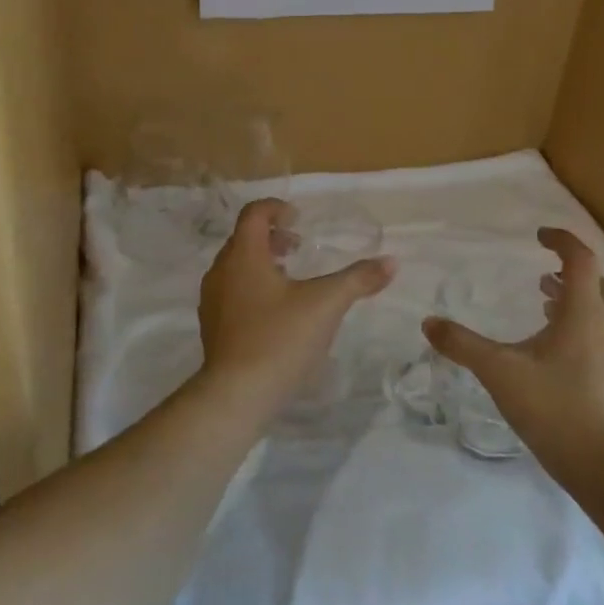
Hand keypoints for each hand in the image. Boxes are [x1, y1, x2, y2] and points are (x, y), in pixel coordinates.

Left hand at [198, 198, 395, 412]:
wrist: (237, 395)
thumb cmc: (280, 338)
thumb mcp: (326, 304)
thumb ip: (359, 279)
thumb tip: (391, 261)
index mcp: (244, 255)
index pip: (254, 214)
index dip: (276, 208)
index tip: (299, 218)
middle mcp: (221, 271)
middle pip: (244, 239)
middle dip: (272, 237)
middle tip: (299, 247)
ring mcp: (212, 300)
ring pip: (236, 267)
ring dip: (262, 263)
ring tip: (291, 279)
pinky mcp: (212, 327)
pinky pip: (232, 292)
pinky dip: (253, 287)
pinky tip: (277, 313)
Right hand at [422, 228, 603, 477]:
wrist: (600, 464)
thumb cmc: (551, 406)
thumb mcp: (498, 370)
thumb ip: (462, 344)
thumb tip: (429, 322)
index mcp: (583, 312)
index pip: (580, 259)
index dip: (561, 241)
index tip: (538, 236)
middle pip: (596, 281)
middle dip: (570, 270)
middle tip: (542, 273)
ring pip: (602, 308)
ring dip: (576, 297)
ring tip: (546, 302)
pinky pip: (602, 332)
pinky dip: (582, 322)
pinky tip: (556, 345)